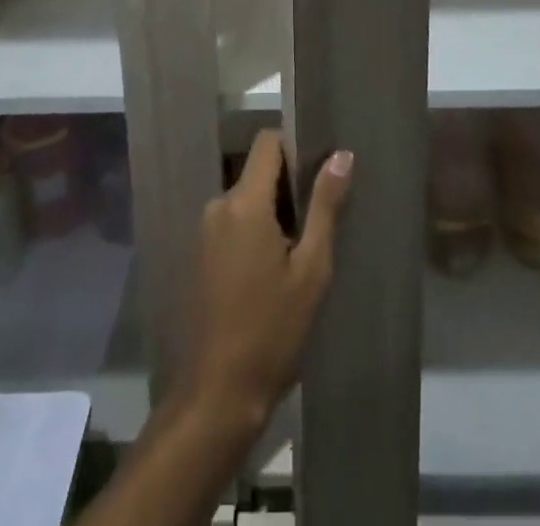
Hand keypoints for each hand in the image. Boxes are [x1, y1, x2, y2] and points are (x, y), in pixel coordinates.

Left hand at [186, 131, 352, 426]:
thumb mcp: (311, 269)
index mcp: (244, 202)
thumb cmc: (272, 330)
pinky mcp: (198, 256)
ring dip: (270, 214)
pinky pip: (230, 224)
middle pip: (256, 173)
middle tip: (316, 224)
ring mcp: (203, 232)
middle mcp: (218, 205)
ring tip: (297, 254)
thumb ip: (325, 206)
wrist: (216, 395)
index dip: (294, 146)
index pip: (267, 143)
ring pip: (245, 201)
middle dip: (287, 188)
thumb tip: (341, 155)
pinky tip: (270, 273)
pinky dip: (252, 233)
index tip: (318, 171)